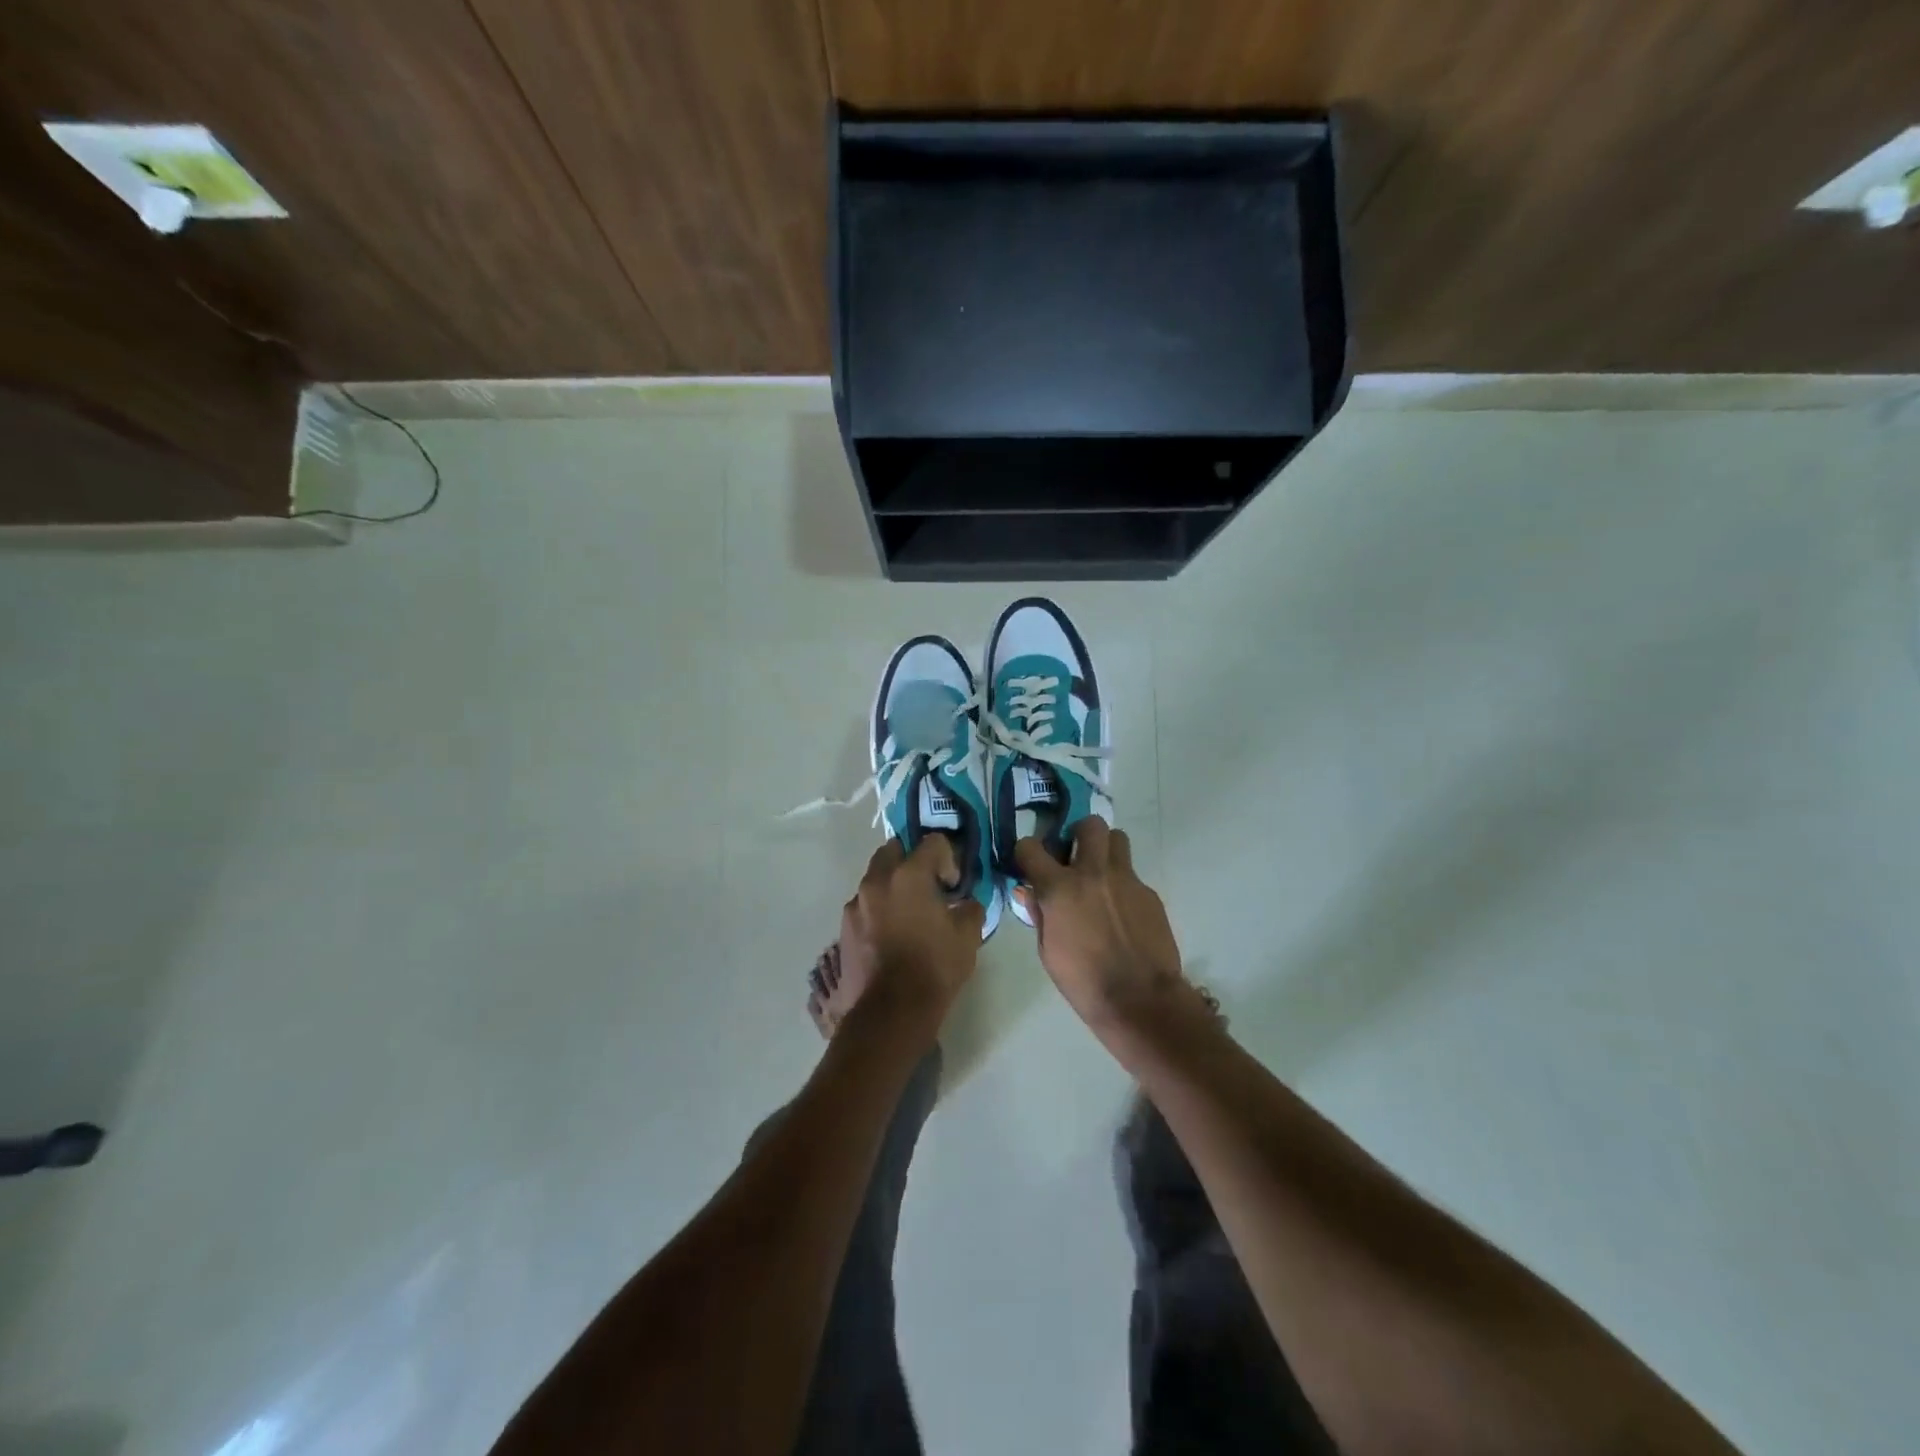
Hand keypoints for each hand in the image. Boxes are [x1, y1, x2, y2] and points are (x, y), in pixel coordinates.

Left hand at [836, 836, 985, 1034]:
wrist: (890, 1012)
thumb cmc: (934, 968)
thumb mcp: (968, 937)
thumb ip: (970, 909)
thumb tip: (966, 903)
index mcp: (909, 875)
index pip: (933, 842)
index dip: (948, 858)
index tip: (953, 884)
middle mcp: (877, 880)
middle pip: (894, 850)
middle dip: (912, 860)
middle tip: (928, 887)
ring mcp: (856, 904)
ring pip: (875, 878)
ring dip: (892, 886)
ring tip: (908, 915)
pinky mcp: (844, 928)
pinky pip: (864, 906)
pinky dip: (878, 910)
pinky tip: (890, 936)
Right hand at [1013, 817, 1188, 1034]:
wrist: (1140, 999)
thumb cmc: (1083, 981)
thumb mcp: (1048, 951)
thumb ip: (1039, 913)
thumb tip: (1029, 891)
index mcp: (1060, 888)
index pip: (1031, 847)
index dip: (1027, 852)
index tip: (1029, 863)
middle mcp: (1093, 873)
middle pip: (1089, 825)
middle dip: (1078, 834)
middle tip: (1075, 856)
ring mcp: (1126, 880)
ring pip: (1117, 839)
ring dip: (1105, 850)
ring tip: (1101, 875)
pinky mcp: (1149, 893)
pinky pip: (1132, 875)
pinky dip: (1122, 885)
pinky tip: (1121, 912)